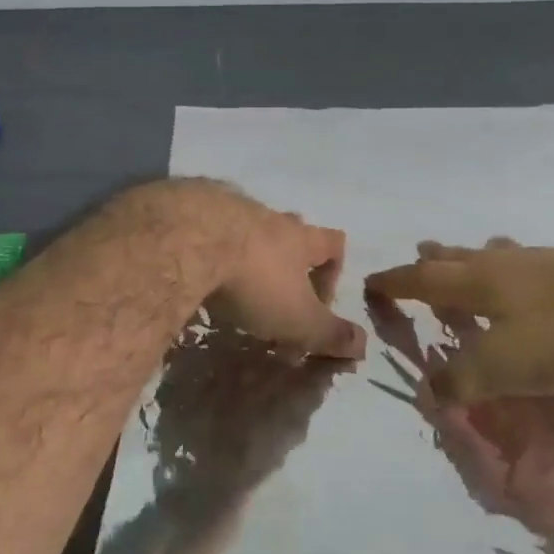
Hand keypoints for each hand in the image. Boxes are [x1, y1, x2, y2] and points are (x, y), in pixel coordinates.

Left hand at [170, 181, 365, 357]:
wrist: (190, 239)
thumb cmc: (254, 281)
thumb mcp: (298, 318)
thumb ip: (330, 334)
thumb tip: (365, 346)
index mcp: (299, 238)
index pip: (334, 243)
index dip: (334, 271)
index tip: (319, 303)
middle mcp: (267, 216)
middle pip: (288, 228)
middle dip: (286, 258)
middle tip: (273, 292)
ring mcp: (226, 207)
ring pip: (244, 226)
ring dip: (243, 252)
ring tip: (228, 283)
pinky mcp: (188, 209)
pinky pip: (203, 226)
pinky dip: (204, 247)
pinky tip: (191, 270)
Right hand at [364, 240, 553, 407]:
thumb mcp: (504, 368)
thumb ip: (461, 380)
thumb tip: (427, 391)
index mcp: (476, 280)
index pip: (421, 279)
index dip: (394, 282)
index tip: (373, 283)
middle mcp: (502, 262)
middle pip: (456, 255)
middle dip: (432, 260)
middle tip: (418, 256)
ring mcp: (541, 260)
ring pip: (493, 254)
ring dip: (471, 259)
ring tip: (467, 262)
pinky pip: (524, 263)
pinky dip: (509, 270)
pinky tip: (528, 282)